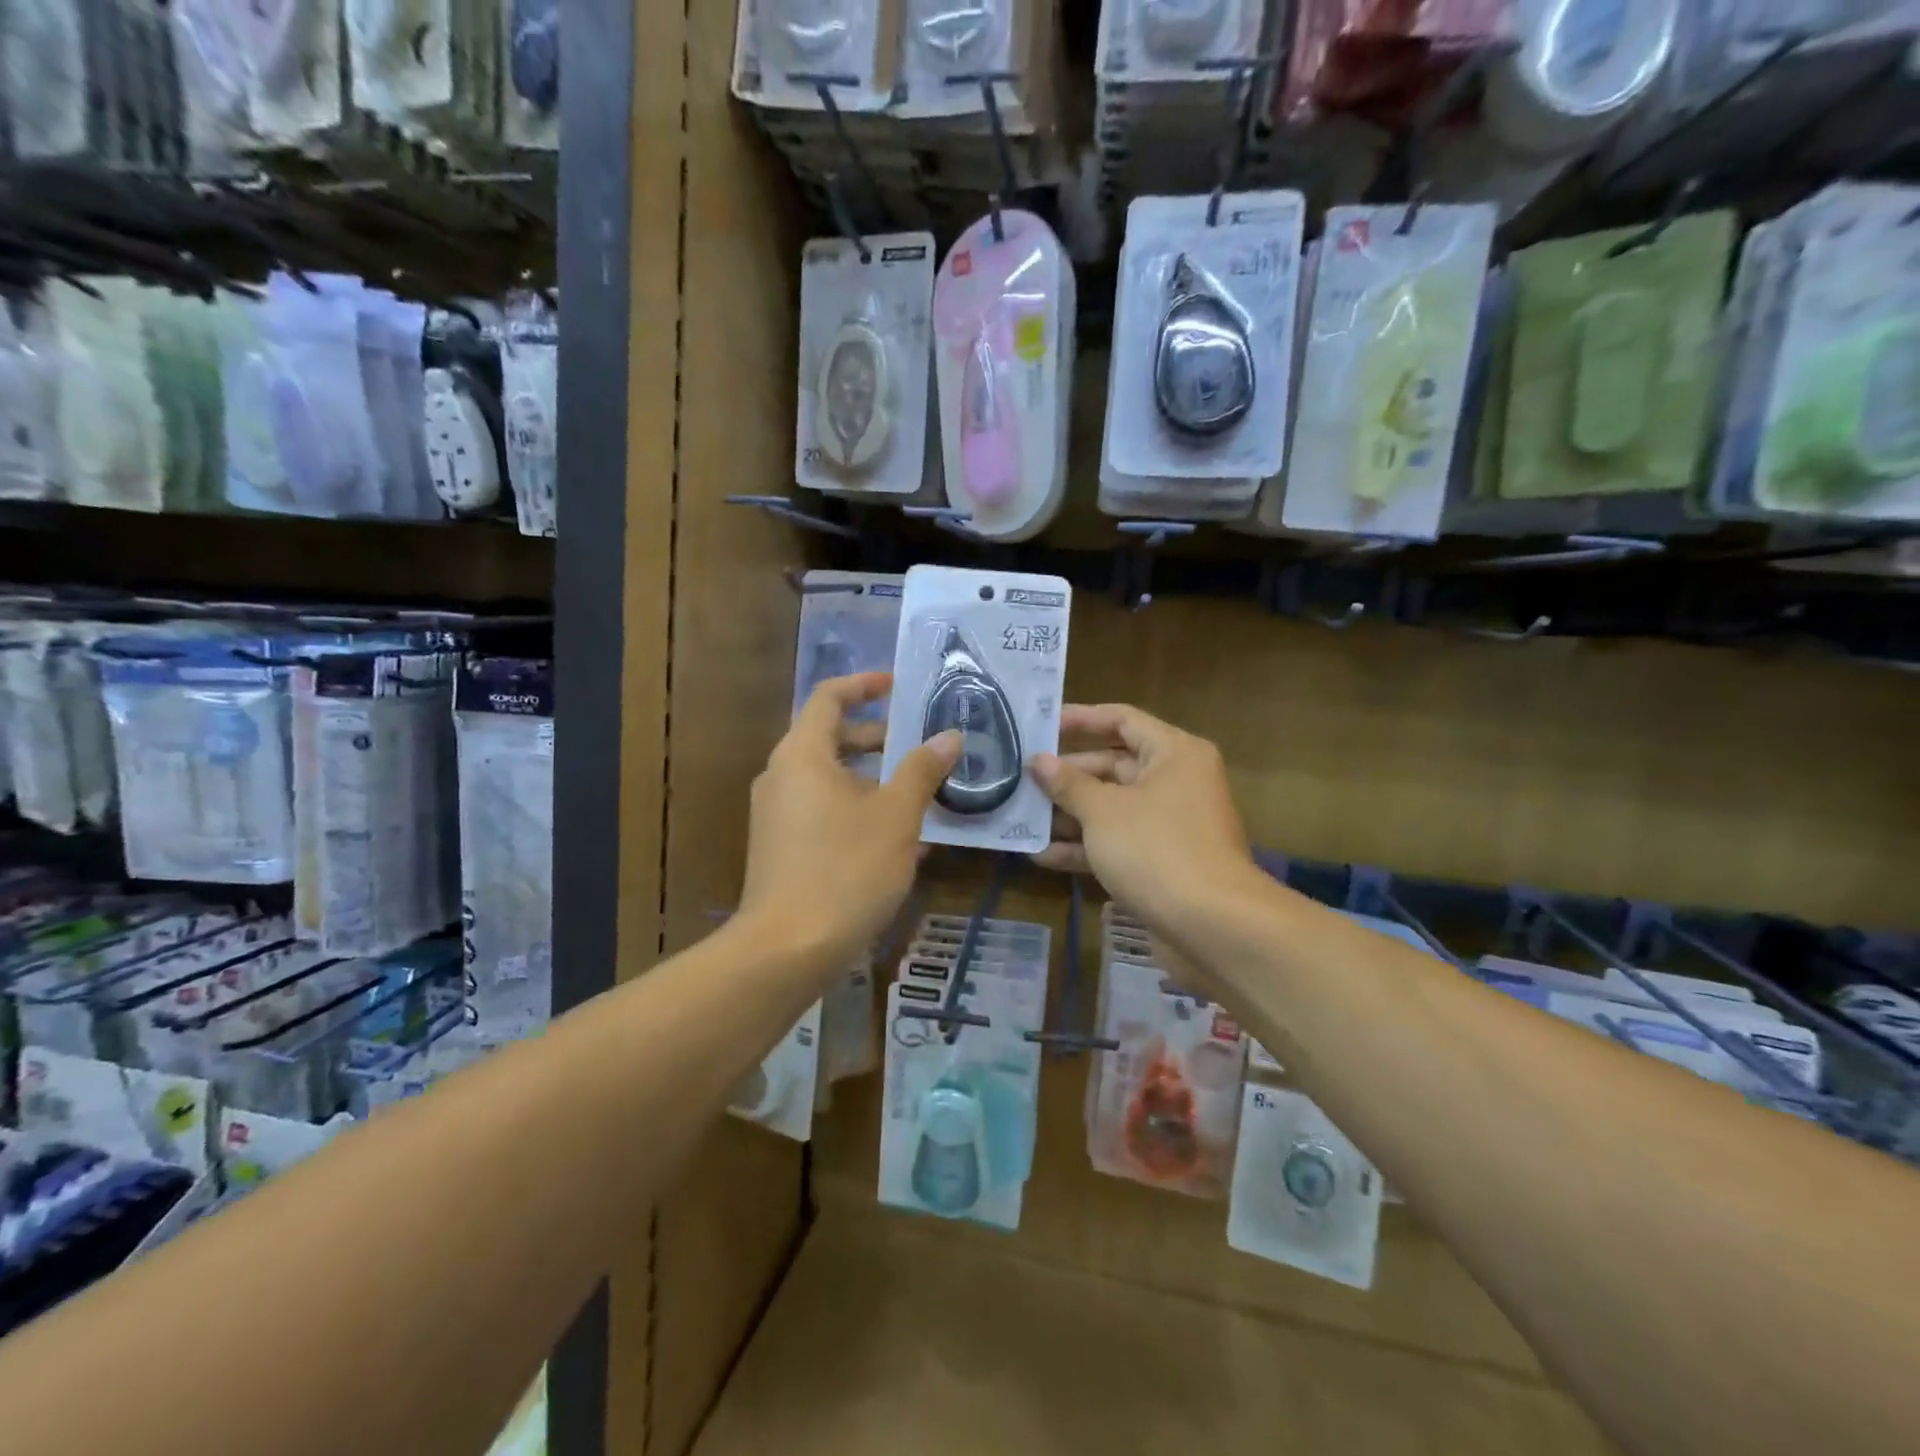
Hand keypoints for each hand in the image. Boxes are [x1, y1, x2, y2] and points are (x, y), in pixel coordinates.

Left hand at [739, 672, 960, 969]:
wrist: (787, 949)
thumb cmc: (846, 869)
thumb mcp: (896, 816)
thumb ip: (922, 770)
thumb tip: (950, 736)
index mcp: (802, 754)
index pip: (829, 697)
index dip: (864, 684)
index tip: (898, 686)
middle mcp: (781, 776)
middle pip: (830, 738)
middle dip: (877, 737)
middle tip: (920, 745)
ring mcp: (776, 814)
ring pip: (829, 779)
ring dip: (872, 778)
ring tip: (918, 794)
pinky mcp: (779, 847)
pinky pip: (821, 810)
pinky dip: (856, 808)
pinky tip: (895, 838)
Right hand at [1031, 704, 1260, 948]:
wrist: (1212, 927)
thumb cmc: (1156, 849)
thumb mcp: (1103, 811)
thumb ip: (1068, 783)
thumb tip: (1039, 761)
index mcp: (1173, 753)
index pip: (1122, 720)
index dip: (1080, 719)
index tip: (1040, 727)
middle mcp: (1176, 782)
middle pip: (1113, 766)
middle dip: (1066, 776)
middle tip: (1022, 778)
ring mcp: (1170, 824)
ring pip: (1112, 808)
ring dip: (1069, 815)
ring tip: (1022, 817)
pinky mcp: (1162, 861)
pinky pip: (1118, 843)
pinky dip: (1085, 847)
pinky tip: (1041, 856)